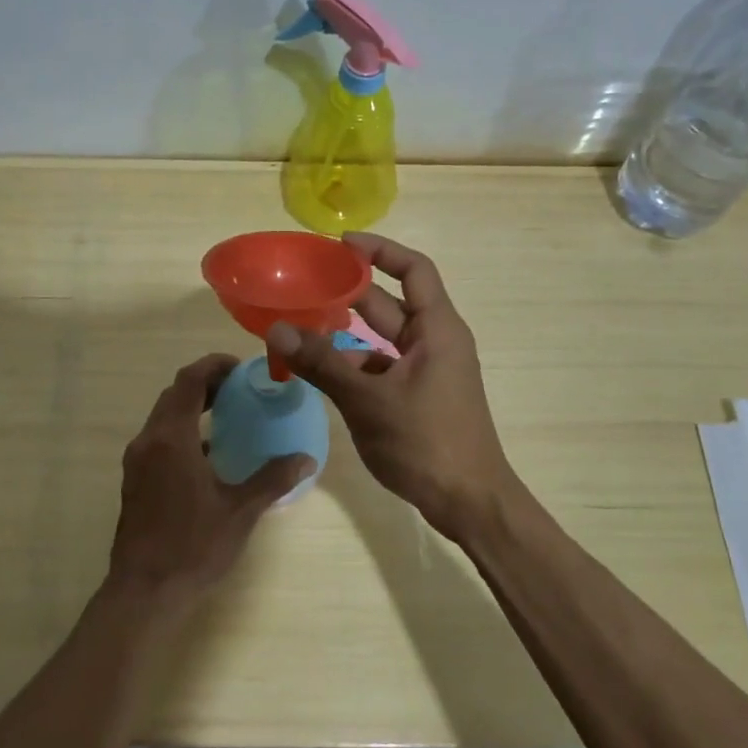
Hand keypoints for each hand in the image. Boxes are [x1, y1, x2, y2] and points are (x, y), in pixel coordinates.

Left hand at [106, 354, 312, 613]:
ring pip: (163, 416)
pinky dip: (182, 431)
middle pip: (174, 394)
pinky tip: (208, 452)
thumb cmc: (193, 546)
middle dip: (205, 383)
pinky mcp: (134, 479)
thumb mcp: (240, 510)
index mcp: (172, 438)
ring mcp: (137, 460)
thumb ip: (273, 479)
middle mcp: (148, 441)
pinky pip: (158, 438)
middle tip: (239, 387)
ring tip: (227, 413)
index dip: (213, 366)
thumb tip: (306, 459)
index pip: (189, 381)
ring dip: (192, 406)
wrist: (144, 591)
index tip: (240, 367)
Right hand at [266, 234, 515, 544]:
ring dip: (345, 333)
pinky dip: (354, 365)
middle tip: (304, 285)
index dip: (379, 250)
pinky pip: (382, 367)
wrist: (469, 503)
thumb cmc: (426, 442)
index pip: (413, 269)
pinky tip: (321, 373)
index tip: (340, 244)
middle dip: (349, 292)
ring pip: (381, 339)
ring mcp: (427, 370)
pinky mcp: (418, 395)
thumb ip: (322, 363)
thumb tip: (277, 330)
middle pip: (390, 303)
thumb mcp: (368, 400)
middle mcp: (435, 341)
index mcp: (437, 329)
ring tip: (300, 328)